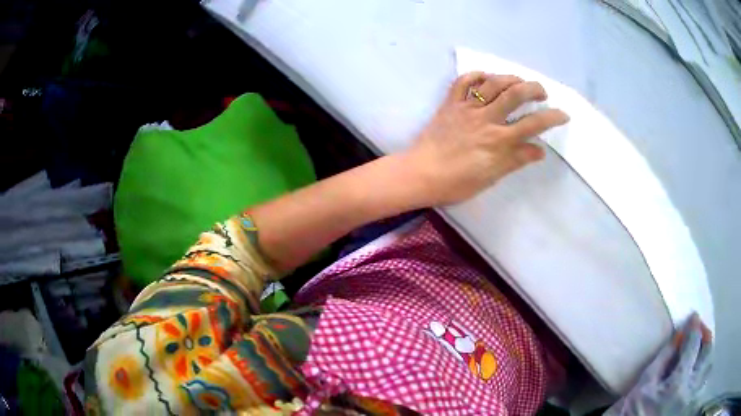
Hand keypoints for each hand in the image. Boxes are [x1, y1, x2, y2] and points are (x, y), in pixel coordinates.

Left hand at [400, 72, 568, 206]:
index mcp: (498, 140)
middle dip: (534, 88)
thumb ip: (516, 160)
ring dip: (510, 78)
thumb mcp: (492, 176)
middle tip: (542, 93)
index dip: (552, 117)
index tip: (563, 114)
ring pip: (493, 83)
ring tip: (520, 82)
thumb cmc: (457, 182)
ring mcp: (466, 108)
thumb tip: (540, 150)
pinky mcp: (450, 103)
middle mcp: (486, 118)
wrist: (421, 174)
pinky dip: (476, 75)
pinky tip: (486, 76)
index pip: (533, 124)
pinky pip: (463, 82)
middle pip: (515, 94)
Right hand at [605, 313, 712, 415]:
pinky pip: (704, 379)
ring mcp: (692, 396)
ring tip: (702, 347)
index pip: (692, 345)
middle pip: (707, 352)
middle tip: (701, 329)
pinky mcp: (691, 402)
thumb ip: (663, 359)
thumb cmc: (637, 411)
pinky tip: (699, 368)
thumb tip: (679, 335)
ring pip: (708, 365)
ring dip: (707, 352)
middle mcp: (691, 388)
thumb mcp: (644, 386)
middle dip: (706, 336)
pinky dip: (705, 368)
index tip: (694, 317)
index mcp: (678, 383)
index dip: (694, 328)